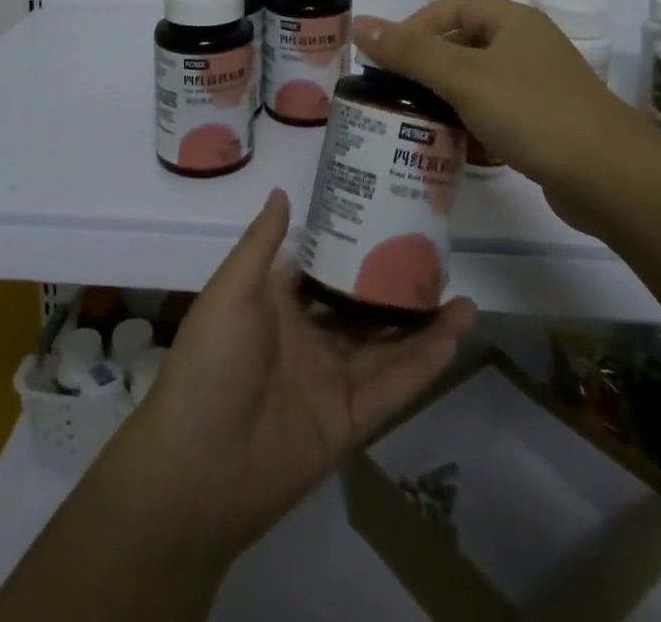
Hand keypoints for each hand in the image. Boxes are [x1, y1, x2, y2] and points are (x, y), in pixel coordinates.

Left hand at [115, 189, 475, 559]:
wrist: (196, 471)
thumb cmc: (211, 363)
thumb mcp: (230, 291)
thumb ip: (261, 243)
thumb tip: (283, 190)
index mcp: (279, 303)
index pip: (326, 266)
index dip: (356, 245)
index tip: (391, 218)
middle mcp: (309, 336)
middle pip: (364, 306)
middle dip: (397, 286)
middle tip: (439, 260)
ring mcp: (331, 379)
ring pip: (387, 345)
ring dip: (424, 324)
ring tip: (464, 297)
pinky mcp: (348, 420)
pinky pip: (393, 385)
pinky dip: (424, 363)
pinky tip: (454, 336)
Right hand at [354, 0, 640, 192]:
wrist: (612, 179)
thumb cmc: (534, 113)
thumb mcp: (464, 78)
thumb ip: (410, 52)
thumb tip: (361, 24)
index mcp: (514, 21)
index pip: (454, 6)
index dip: (417, 24)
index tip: (389, 57)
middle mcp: (528, 46)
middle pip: (465, 43)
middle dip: (429, 66)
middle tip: (397, 91)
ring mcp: (540, 86)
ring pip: (480, 82)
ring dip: (448, 98)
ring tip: (417, 120)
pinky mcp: (546, 124)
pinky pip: (497, 113)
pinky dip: (473, 123)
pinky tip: (456, 146)